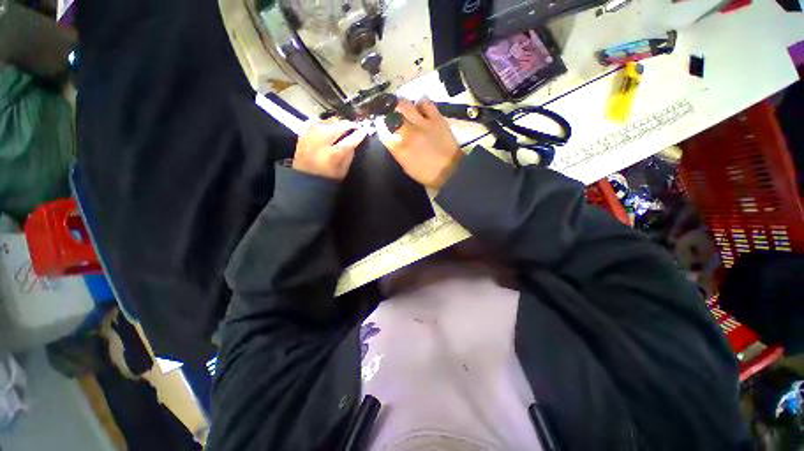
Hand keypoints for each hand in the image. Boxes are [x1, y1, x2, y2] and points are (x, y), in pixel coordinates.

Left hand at [293, 120, 367, 180]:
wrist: (306, 178)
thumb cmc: (328, 177)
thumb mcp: (343, 170)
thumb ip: (350, 154)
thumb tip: (355, 140)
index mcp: (333, 154)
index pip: (350, 139)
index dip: (359, 134)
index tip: (365, 130)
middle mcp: (320, 141)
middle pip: (338, 125)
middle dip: (348, 125)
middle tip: (355, 127)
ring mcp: (310, 136)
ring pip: (328, 121)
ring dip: (338, 123)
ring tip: (343, 127)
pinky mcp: (304, 134)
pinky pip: (318, 123)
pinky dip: (326, 124)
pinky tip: (330, 127)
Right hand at [377, 98, 461, 188]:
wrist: (450, 171)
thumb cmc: (426, 173)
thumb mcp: (406, 167)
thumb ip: (398, 151)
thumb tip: (392, 138)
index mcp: (399, 147)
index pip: (383, 130)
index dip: (379, 125)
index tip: (380, 124)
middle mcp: (408, 132)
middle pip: (391, 114)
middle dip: (387, 111)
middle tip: (389, 111)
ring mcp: (422, 123)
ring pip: (405, 104)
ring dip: (400, 104)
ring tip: (401, 107)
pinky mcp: (436, 118)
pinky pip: (425, 103)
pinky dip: (420, 103)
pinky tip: (419, 107)